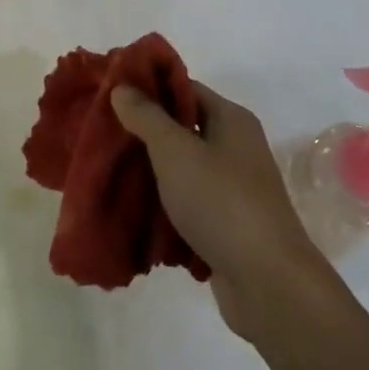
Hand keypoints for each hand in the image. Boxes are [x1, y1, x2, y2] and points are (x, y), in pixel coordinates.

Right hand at [112, 80, 334, 340]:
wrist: (267, 282)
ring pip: (180, 170)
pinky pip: (185, 205)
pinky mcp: (224, 225)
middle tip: (101, 134)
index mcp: (231, 120)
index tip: (109, 92)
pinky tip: (130, 211)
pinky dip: (161, 207)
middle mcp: (234, 148)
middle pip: (181, 129)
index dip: (148, 87)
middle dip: (142, 133)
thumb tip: (122, 87)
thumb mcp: (176, 151)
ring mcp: (231, 189)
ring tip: (107, 172)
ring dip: (149, 173)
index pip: (184, 88)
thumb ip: (147, 117)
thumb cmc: (221, 202)